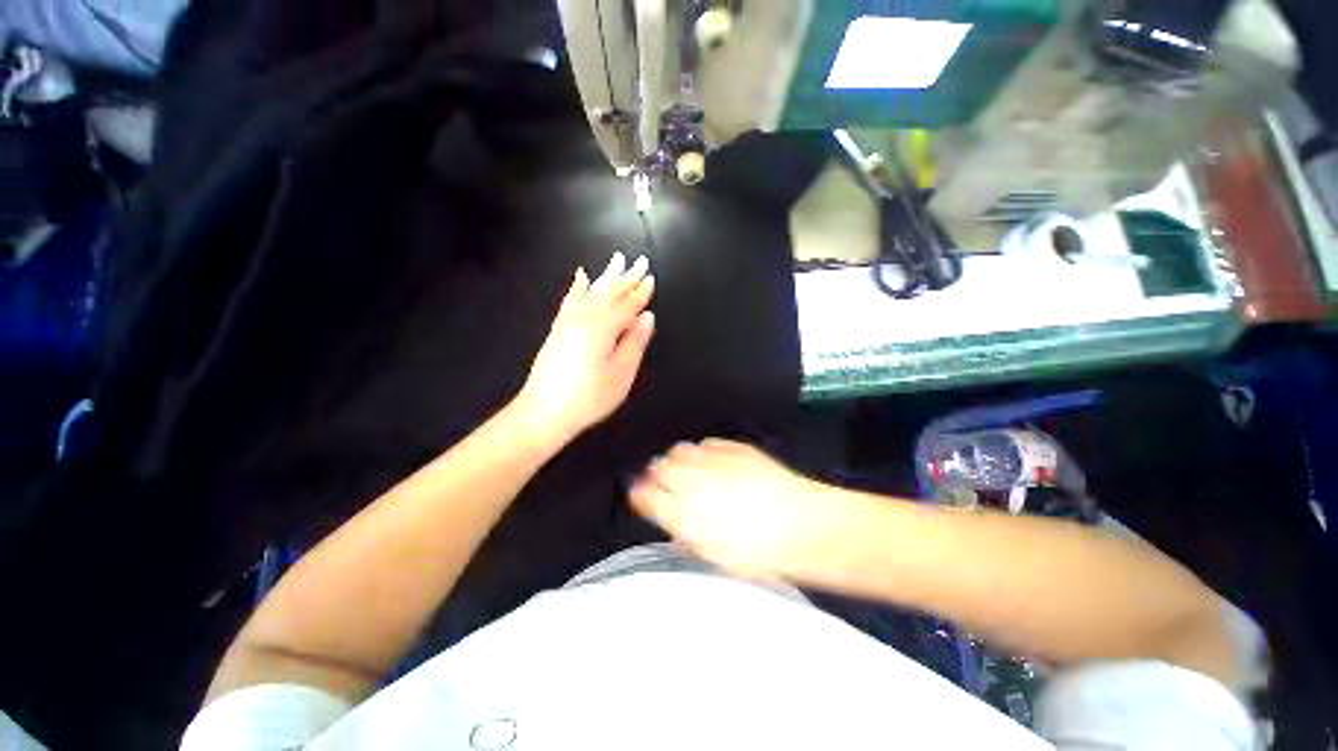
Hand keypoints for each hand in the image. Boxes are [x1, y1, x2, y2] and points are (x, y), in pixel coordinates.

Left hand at [516, 252, 655, 444]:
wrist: (543, 412)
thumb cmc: (588, 398)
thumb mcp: (621, 374)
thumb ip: (635, 343)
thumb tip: (647, 317)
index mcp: (603, 329)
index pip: (627, 305)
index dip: (641, 292)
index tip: (651, 278)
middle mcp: (584, 318)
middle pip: (609, 293)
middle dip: (626, 277)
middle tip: (640, 261)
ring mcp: (568, 322)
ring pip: (591, 292)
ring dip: (606, 276)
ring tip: (616, 260)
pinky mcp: (558, 329)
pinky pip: (570, 300)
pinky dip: (578, 287)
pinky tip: (581, 278)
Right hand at [630, 440, 852, 580]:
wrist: (800, 524)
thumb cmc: (756, 552)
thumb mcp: (713, 555)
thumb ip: (684, 536)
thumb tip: (672, 528)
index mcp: (680, 511)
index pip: (643, 493)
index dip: (640, 493)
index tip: (643, 496)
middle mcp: (689, 479)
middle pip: (657, 466)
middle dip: (658, 474)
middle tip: (669, 484)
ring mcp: (711, 459)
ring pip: (679, 450)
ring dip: (680, 460)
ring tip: (692, 471)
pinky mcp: (732, 447)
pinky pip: (707, 444)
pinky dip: (705, 452)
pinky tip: (716, 463)